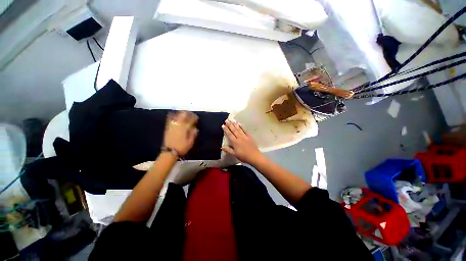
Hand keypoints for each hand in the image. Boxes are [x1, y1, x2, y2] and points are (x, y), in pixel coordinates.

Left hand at [163, 111, 198, 156]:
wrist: (170, 152)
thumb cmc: (182, 147)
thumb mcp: (190, 142)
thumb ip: (193, 134)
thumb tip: (195, 128)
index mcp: (185, 128)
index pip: (190, 120)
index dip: (194, 118)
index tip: (196, 117)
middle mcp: (178, 125)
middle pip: (183, 116)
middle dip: (187, 113)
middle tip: (191, 114)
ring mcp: (172, 126)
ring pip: (176, 116)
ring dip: (181, 113)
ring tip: (184, 113)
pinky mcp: (168, 128)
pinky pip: (169, 119)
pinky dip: (172, 116)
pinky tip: (173, 114)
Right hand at [222, 120, 263, 164]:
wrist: (254, 156)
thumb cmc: (243, 156)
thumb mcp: (234, 154)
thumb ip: (228, 150)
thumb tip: (221, 147)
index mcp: (235, 142)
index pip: (229, 134)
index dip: (226, 129)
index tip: (223, 125)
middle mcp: (239, 137)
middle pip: (234, 130)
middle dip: (230, 125)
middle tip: (227, 120)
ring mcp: (245, 136)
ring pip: (239, 129)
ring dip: (235, 124)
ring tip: (232, 120)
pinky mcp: (249, 137)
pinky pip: (245, 130)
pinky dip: (242, 127)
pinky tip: (240, 124)